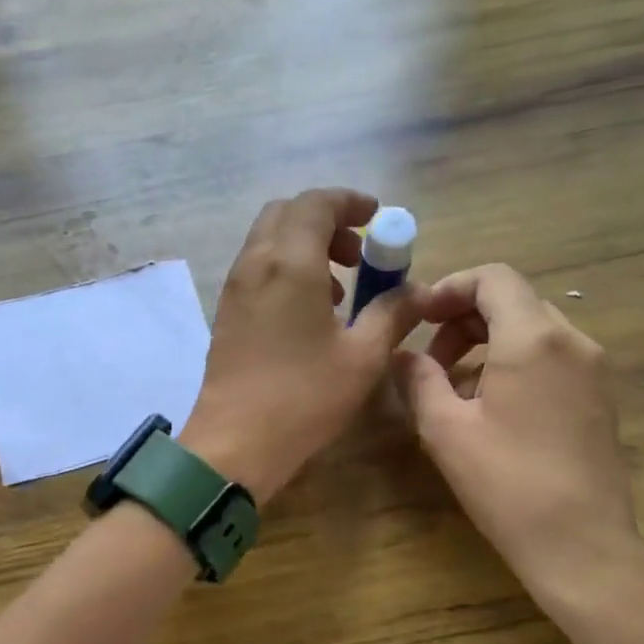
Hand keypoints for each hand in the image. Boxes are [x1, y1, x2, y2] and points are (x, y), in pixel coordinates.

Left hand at [181, 189, 422, 501]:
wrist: (235, 441)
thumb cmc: (304, 397)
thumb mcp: (363, 357)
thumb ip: (393, 314)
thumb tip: (418, 292)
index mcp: (290, 263)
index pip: (316, 203)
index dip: (350, 202)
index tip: (376, 218)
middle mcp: (255, 264)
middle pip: (286, 214)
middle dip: (325, 221)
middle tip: (357, 255)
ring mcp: (234, 288)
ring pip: (267, 241)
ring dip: (304, 246)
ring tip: (337, 289)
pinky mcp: (225, 312)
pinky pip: (256, 269)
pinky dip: (284, 269)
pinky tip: (308, 312)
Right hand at [392, 264, 643, 598]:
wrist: (581, 544)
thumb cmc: (506, 483)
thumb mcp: (445, 429)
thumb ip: (418, 379)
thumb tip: (402, 356)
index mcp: (533, 338)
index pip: (493, 278)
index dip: (450, 287)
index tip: (419, 317)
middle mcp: (572, 341)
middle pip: (513, 301)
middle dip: (464, 319)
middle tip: (430, 360)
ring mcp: (593, 369)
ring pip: (533, 329)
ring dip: (487, 342)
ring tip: (454, 388)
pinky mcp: (600, 397)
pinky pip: (552, 357)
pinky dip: (514, 362)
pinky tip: (491, 407)